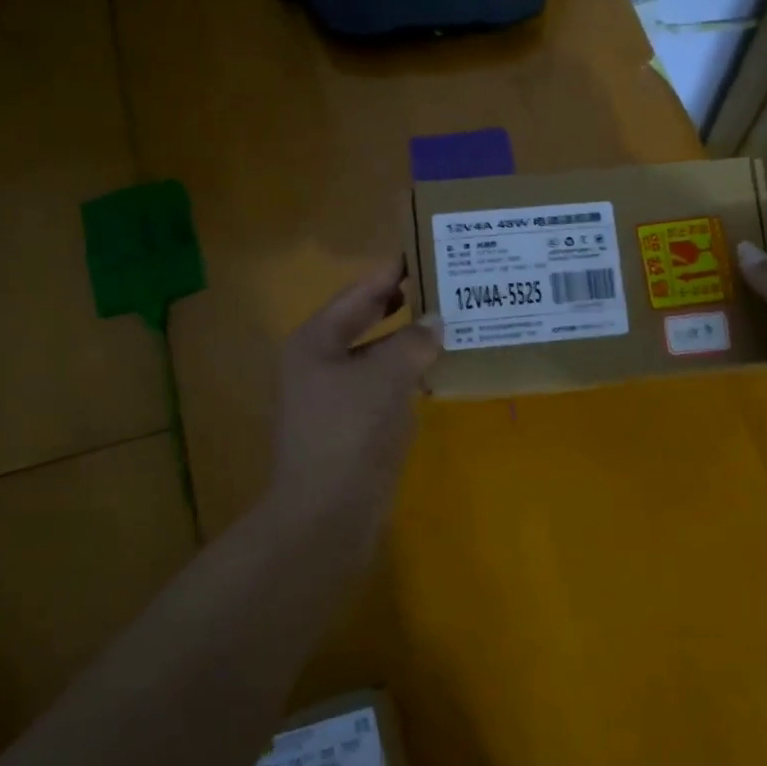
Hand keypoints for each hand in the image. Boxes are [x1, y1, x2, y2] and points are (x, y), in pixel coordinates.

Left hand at [268, 260, 440, 540]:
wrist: (327, 514)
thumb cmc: (349, 433)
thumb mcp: (384, 377)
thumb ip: (413, 342)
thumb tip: (436, 321)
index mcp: (315, 342)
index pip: (359, 294)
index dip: (391, 272)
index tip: (424, 251)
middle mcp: (321, 364)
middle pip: (366, 322)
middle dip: (403, 305)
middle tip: (444, 284)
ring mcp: (335, 398)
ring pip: (378, 357)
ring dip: (410, 343)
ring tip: (451, 322)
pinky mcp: (353, 427)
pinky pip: (385, 388)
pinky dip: (409, 377)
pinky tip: (438, 371)